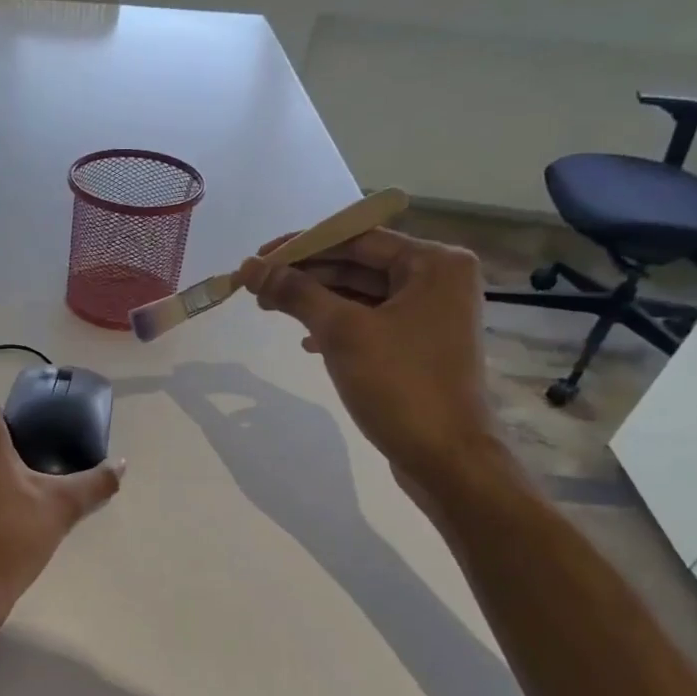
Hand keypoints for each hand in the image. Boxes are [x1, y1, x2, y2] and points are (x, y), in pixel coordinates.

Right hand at [239, 228, 504, 495]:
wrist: (445, 458)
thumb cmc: (400, 385)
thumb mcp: (341, 332)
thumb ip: (295, 293)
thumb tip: (251, 267)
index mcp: (434, 263)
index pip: (357, 237)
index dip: (302, 245)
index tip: (257, 258)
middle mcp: (438, 280)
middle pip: (358, 264)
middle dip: (306, 274)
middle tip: (256, 287)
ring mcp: (430, 314)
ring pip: (361, 294)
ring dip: (316, 300)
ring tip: (271, 308)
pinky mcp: (418, 345)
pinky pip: (370, 321)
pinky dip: (336, 325)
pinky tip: (307, 341)